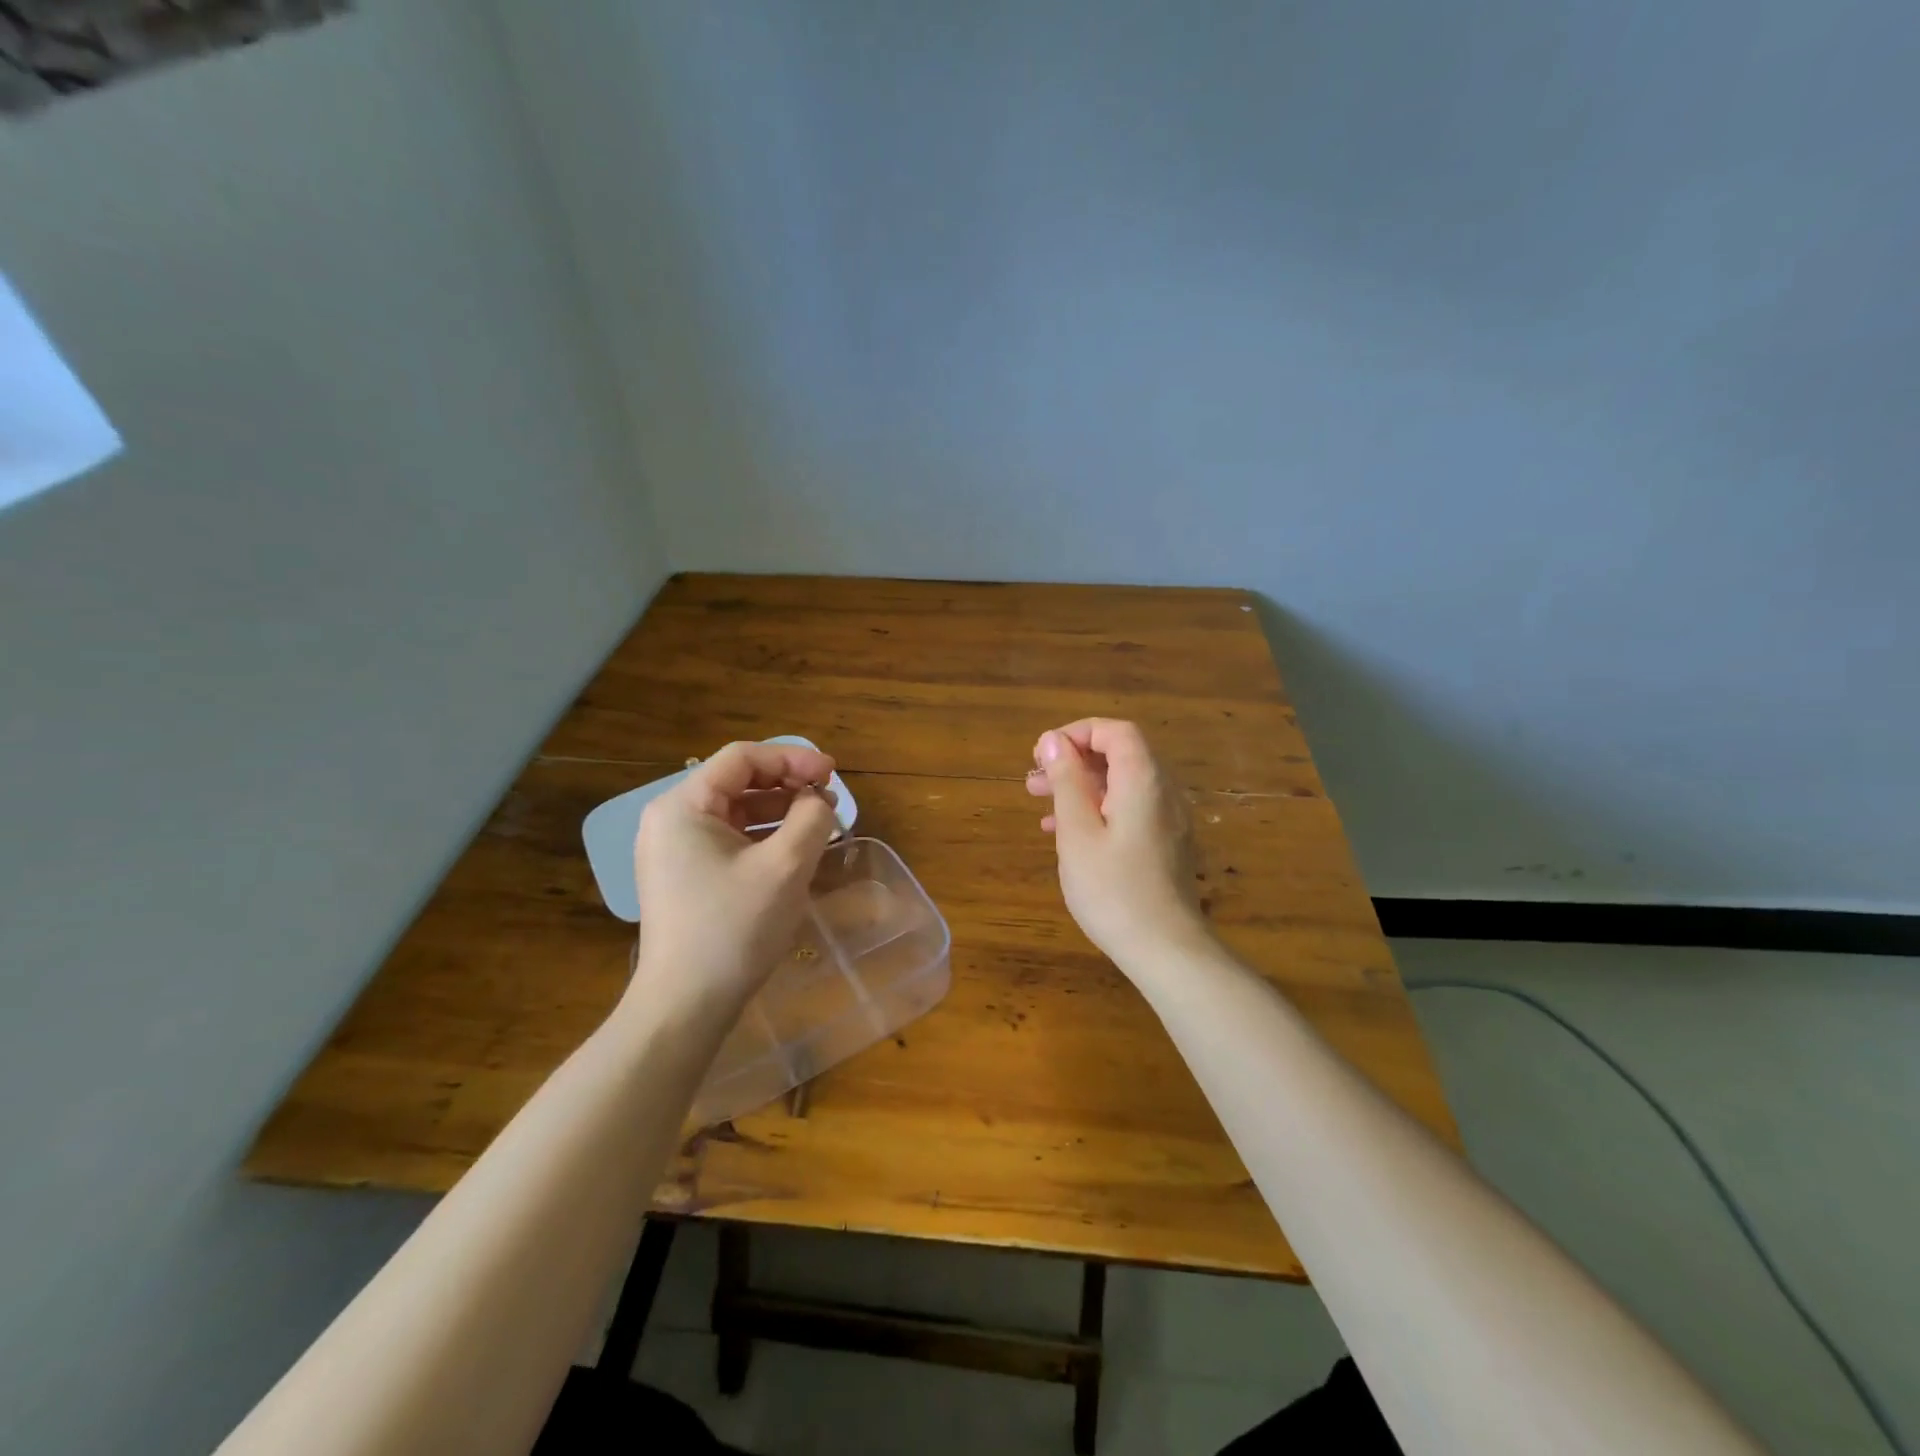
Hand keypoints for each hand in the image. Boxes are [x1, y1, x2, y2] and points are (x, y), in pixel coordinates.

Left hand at [629, 741, 839, 1023]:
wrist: (686, 1006)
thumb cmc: (734, 928)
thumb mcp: (786, 866)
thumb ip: (811, 818)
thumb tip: (818, 800)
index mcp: (683, 806)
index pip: (743, 758)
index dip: (792, 758)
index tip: (832, 774)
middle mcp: (671, 820)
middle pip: (738, 781)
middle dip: (788, 784)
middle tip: (830, 799)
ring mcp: (675, 850)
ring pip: (736, 811)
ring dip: (780, 811)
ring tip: (821, 823)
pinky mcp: (685, 876)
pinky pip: (730, 840)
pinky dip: (764, 837)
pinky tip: (796, 849)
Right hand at [1027, 719, 1211, 970]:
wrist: (1166, 950)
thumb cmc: (1114, 890)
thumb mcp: (1077, 832)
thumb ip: (1066, 781)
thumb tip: (1054, 740)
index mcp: (1143, 780)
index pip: (1115, 731)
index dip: (1076, 733)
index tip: (1042, 754)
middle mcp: (1162, 791)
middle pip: (1118, 755)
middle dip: (1073, 760)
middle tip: (1033, 779)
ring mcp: (1167, 819)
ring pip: (1120, 784)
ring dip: (1080, 785)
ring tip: (1038, 801)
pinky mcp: (1165, 844)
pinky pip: (1129, 809)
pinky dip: (1096, 808)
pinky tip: (1065, 832)